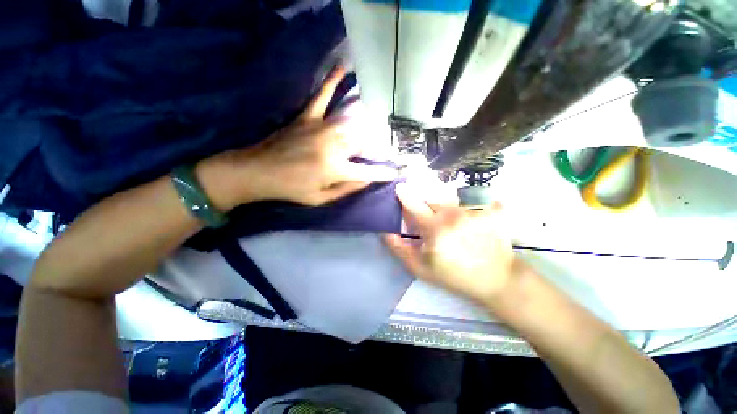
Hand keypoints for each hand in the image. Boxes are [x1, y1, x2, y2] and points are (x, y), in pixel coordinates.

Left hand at [198, 67, 396, 209]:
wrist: (257, 171)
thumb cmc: (291, 189)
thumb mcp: (320, 199)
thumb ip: (346, 189)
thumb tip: (366, 180)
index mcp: (334, 169)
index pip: (367, 171)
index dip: (383, 173)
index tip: (396, 172)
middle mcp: (332, 146)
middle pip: (362, 141)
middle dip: (375, 145)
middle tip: (382, 147)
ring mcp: (320, 128)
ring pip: (350, 120)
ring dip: (365, 120)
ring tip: (377, 118)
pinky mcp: (307, 118)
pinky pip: (321, 96)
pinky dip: (332, 82)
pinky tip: (343, 68)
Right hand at [384, 183, 519, 304]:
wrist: (496, 279)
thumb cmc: (454, 275)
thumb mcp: (421, 269)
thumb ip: (400, 249)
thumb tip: (385, 231)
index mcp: (435, 229)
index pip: (414, 204)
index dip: (405, 194)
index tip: (400, 187)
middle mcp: (454, 214)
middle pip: (432, 198)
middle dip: (426, 203)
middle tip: (431, 216)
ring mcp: (475, 210)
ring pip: (451, 198)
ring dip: (446, 205)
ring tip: (452, 221)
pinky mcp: (492, 209)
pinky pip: (475, 198)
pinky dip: (471, 203)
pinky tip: (474, 216)